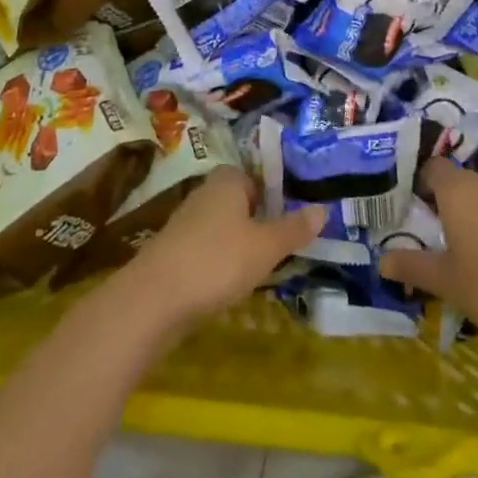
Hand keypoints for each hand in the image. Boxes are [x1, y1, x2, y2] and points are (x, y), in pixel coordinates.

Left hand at [114, 166, 323, 331]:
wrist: (153, 300)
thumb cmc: (217, 261)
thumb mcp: (265, 246)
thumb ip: (294, 228)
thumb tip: (324, 209)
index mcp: (228, 180)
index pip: (259, 178)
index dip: (277, 199)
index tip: (294, 224)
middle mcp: (206, 192)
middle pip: (242, 203)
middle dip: (261, 224)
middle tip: (283, 250)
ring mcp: (186, 222)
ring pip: (225, 229)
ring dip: (241, 247)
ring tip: (261, 272)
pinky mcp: (174, 252)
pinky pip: (208, 250)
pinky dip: (221, 264)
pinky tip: (230, 286)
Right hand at [380, 159, 477, 367]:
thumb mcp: (448, 283)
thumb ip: (413, 266)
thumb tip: (381, 260)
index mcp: (459, 191)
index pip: (431, 167)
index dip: (417, 182)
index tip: (405, 207)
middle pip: (456, 183)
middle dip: (440, 204)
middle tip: (425, 233)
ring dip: (468, 218)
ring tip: (455, 250)